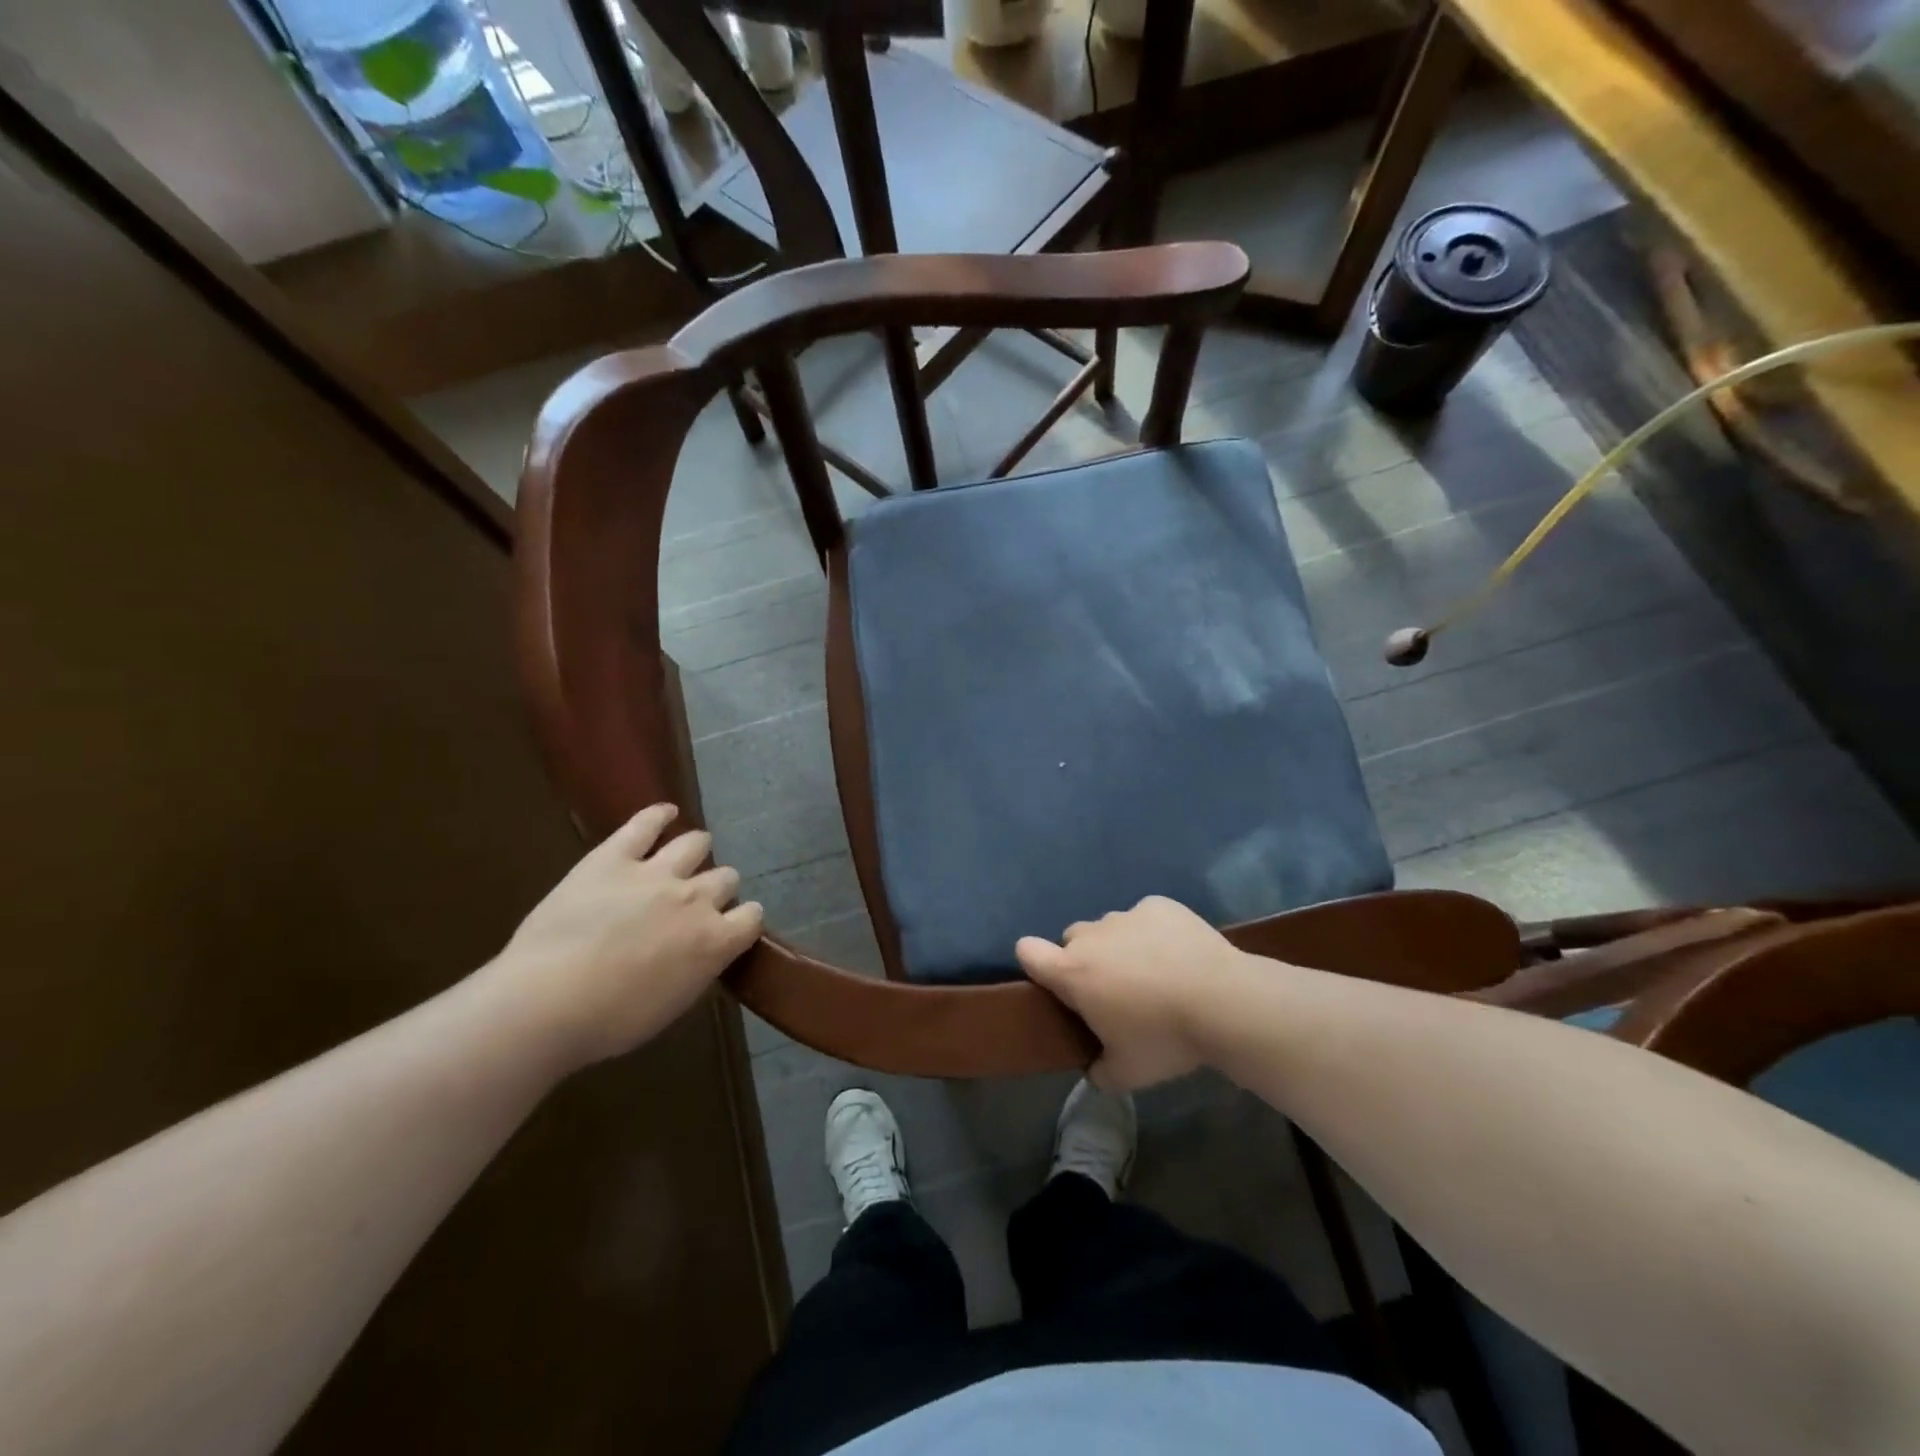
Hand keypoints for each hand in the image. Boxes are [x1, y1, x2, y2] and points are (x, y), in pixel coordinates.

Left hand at [493, 805, 762, 1068]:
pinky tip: (665, 812)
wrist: (546, 1002)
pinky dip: (659, 815)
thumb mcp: (672, 1005)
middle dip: (717, 889)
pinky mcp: (614, 857)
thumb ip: (697, 969)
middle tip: (693, 903)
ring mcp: (656, 873)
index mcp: (715, 940)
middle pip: (726, 878)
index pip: (752, 917)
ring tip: (686, 856)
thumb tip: (701, 953)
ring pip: (695, 843)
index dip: (742, 921)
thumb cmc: (609, 1021)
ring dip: (696, 850)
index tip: (729, 929)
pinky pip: (645, 823)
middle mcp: (696, 899)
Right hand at [1016, 896, 1245, 1090]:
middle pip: (1073, 940)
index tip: (1054, 983)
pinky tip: (1179, 955)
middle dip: (1085, 960)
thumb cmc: (1165, 1038)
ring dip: (1121, 946)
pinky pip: (1145, 917)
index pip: (1028, 951)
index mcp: (1073, 973)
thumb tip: (1094, 1069)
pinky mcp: (1159, 905)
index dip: (1034, 962)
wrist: (1223, 1001)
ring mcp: (1126, 915)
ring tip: (1155, 973)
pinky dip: (1154, 932)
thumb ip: (1099, 1072)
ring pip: (1110, 927)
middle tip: (1115, 991)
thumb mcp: (1127, 1073)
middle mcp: (1092, 936)